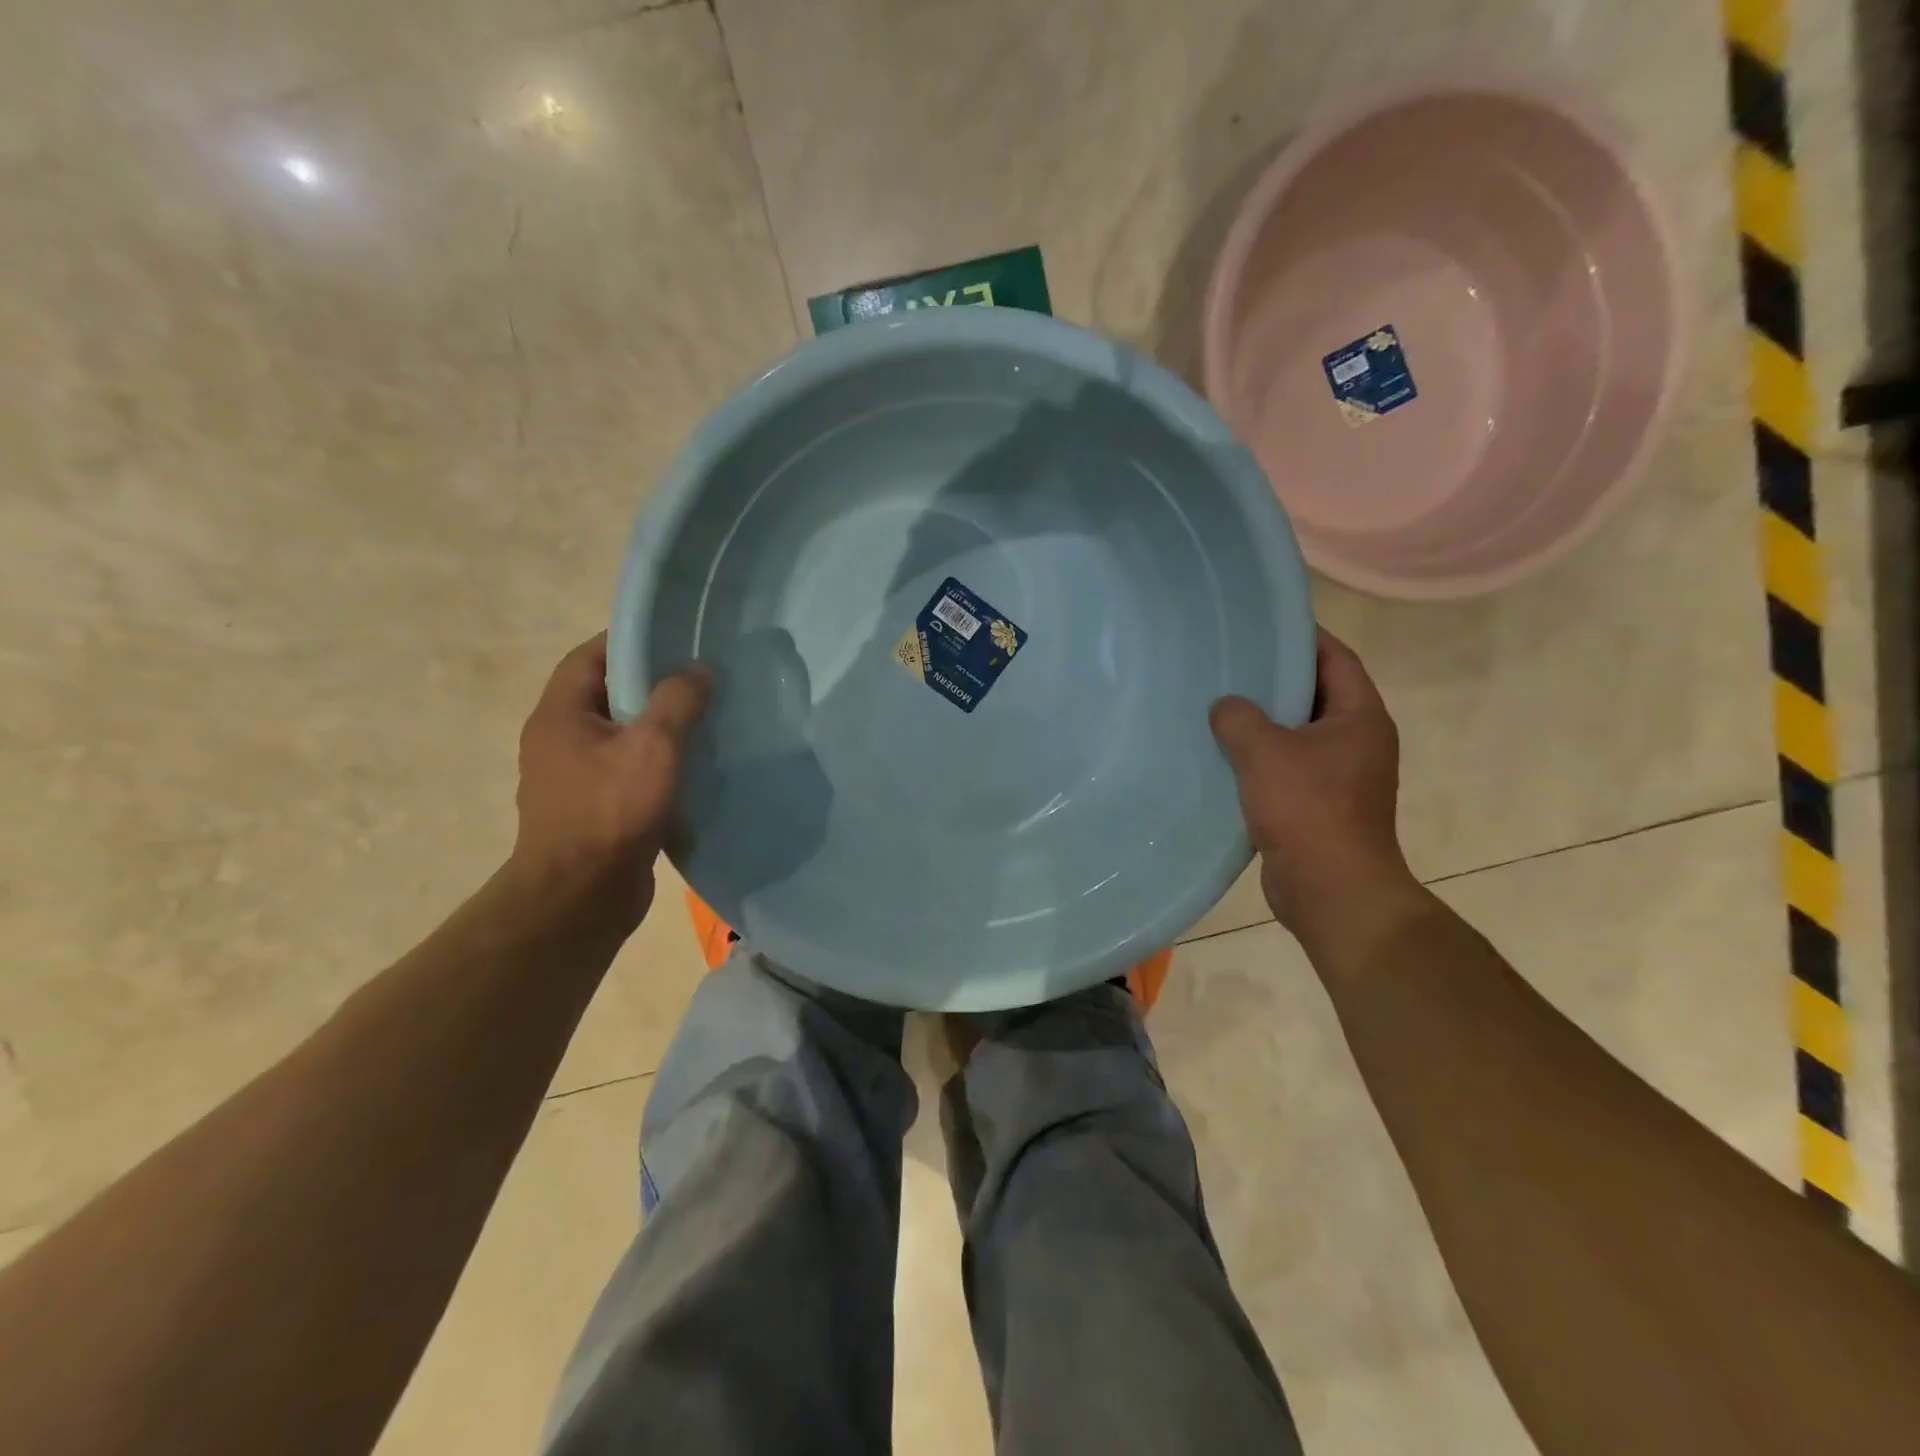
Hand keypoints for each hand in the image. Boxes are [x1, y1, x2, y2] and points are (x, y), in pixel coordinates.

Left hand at [509, 633, 710, 931]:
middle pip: (607, 694)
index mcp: (560, 714)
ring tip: (706, 718)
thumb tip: (699, 669)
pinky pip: (627, 769)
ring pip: (621, 734)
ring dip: (658, 726)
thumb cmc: (611, 811)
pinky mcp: (594, 807)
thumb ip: (678, 701)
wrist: (581, 897)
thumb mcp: (653, 746)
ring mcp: (574, 776)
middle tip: (702, 677)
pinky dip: (657, 761)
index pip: (592, 656)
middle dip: (653, 683)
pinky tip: (693, 766)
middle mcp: (559, 739)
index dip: (632, 640)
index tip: (678, 638)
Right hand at [1209, 629, 1423, 955]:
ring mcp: (1339, 776)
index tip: (1266, 623)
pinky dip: (1258, 757)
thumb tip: (1224, 706)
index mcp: (1360, 718)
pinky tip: (1221, 753)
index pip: (1337, 659)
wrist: (1332, 890)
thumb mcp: (1265, 752)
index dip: (1306, 636)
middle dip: (1276, 678)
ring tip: (1218, 703)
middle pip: (1315, 694)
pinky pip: (1285, 767)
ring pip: (1296, 734)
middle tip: (1231, 662)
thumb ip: (1239, 718)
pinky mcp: (1317, 805)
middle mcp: (1356, 741)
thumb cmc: (1308, 809)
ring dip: (1263, 721)